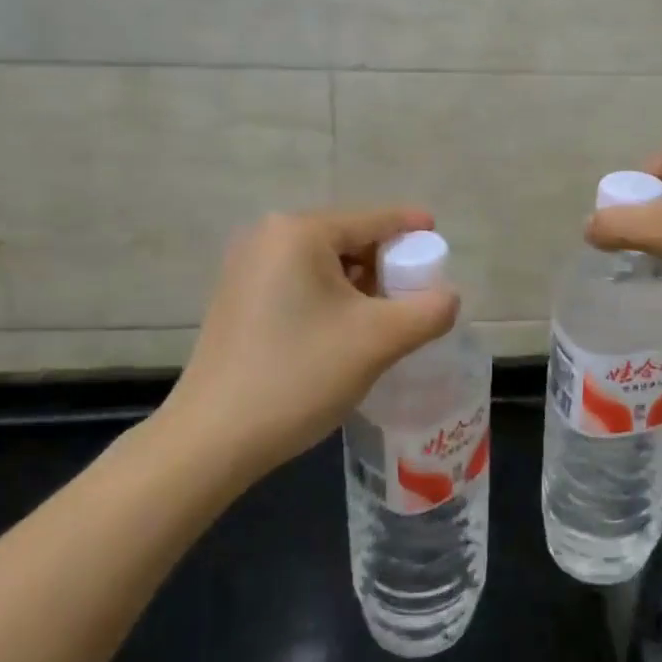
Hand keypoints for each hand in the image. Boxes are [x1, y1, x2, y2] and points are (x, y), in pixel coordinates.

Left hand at [157, 208, 458, 478]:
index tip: (440, 236)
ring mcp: (245, 269)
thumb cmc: (299, 375)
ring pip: (324, 264)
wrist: (212, 440)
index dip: (411, 228)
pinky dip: (330, 298)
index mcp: (298, 233)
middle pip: (348, 240)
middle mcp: (266, 238)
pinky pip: (299, 283)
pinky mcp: (237, 299)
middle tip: (415, 294)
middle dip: (386, 264)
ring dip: (360, 285)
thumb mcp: (378, 340)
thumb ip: (428, 310)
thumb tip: (448, 297)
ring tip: (385, 318)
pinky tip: (345, 331)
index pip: (372, 220)